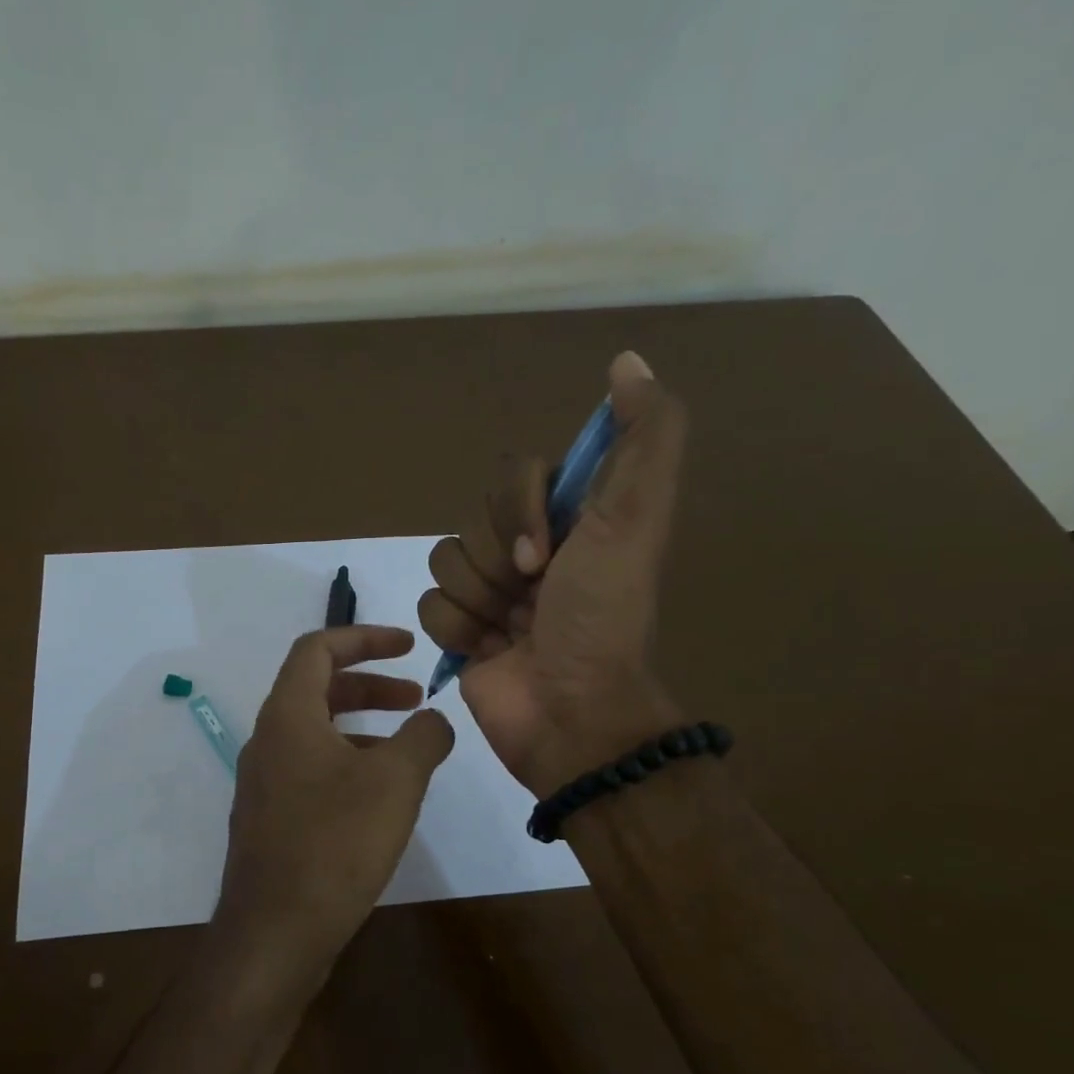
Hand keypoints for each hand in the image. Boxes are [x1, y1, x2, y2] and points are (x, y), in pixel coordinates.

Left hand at [213, 625, 454, 990]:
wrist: (274, 932)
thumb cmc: (335, 844)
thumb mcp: (395, 781)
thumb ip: (423, 737)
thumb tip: (435, 720)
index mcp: (288, 716)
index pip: (317, 649)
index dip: (364, 637)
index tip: (409, 646)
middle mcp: (267, 741)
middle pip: (317, 689)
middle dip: (370, 685)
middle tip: (416, 698)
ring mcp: (264, 783)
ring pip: (315, 733)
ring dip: (362, 727)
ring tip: (408, 747)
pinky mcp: (270, 819)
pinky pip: (310, 770)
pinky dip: (347, 763)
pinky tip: (380, 796)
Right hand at [418, 351, 687, 794]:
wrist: (570, 713)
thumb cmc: (601, 619)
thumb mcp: (634, 521)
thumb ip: (644, 439)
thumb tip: (628, 360)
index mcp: (572, 522)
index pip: (513, 477)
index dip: (518, 512)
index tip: (547, 556)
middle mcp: (532, 551)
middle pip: (474, 519)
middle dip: (498, 561)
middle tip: (531, 598)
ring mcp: (493, 594)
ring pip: (445, 561)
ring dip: (477, 600)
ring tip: (509, 632)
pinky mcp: (462, 633)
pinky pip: (429, 606)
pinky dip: (457, 631)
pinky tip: (486, 652)